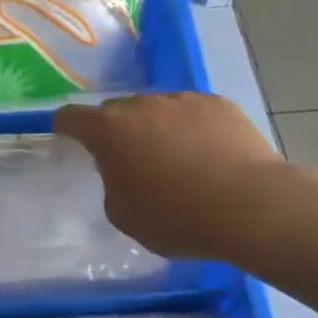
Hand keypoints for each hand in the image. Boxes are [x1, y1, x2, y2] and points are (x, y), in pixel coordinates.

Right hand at [54, 93, 286, 259]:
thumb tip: (124, 171)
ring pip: (158, 110)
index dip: (66, 127)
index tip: (68, 137)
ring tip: (178, 161)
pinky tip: (210, 157)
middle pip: (117, 111)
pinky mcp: (220, 104)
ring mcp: (183, 100)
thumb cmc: (176, 217)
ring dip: (158, 129)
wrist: (250, 207)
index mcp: (108, 130)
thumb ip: (112, 185)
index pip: (71, 117)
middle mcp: (141, 105)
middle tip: (132, 161)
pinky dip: (194, 130)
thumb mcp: (124, 215)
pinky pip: (194, 114)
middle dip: (118, 131)